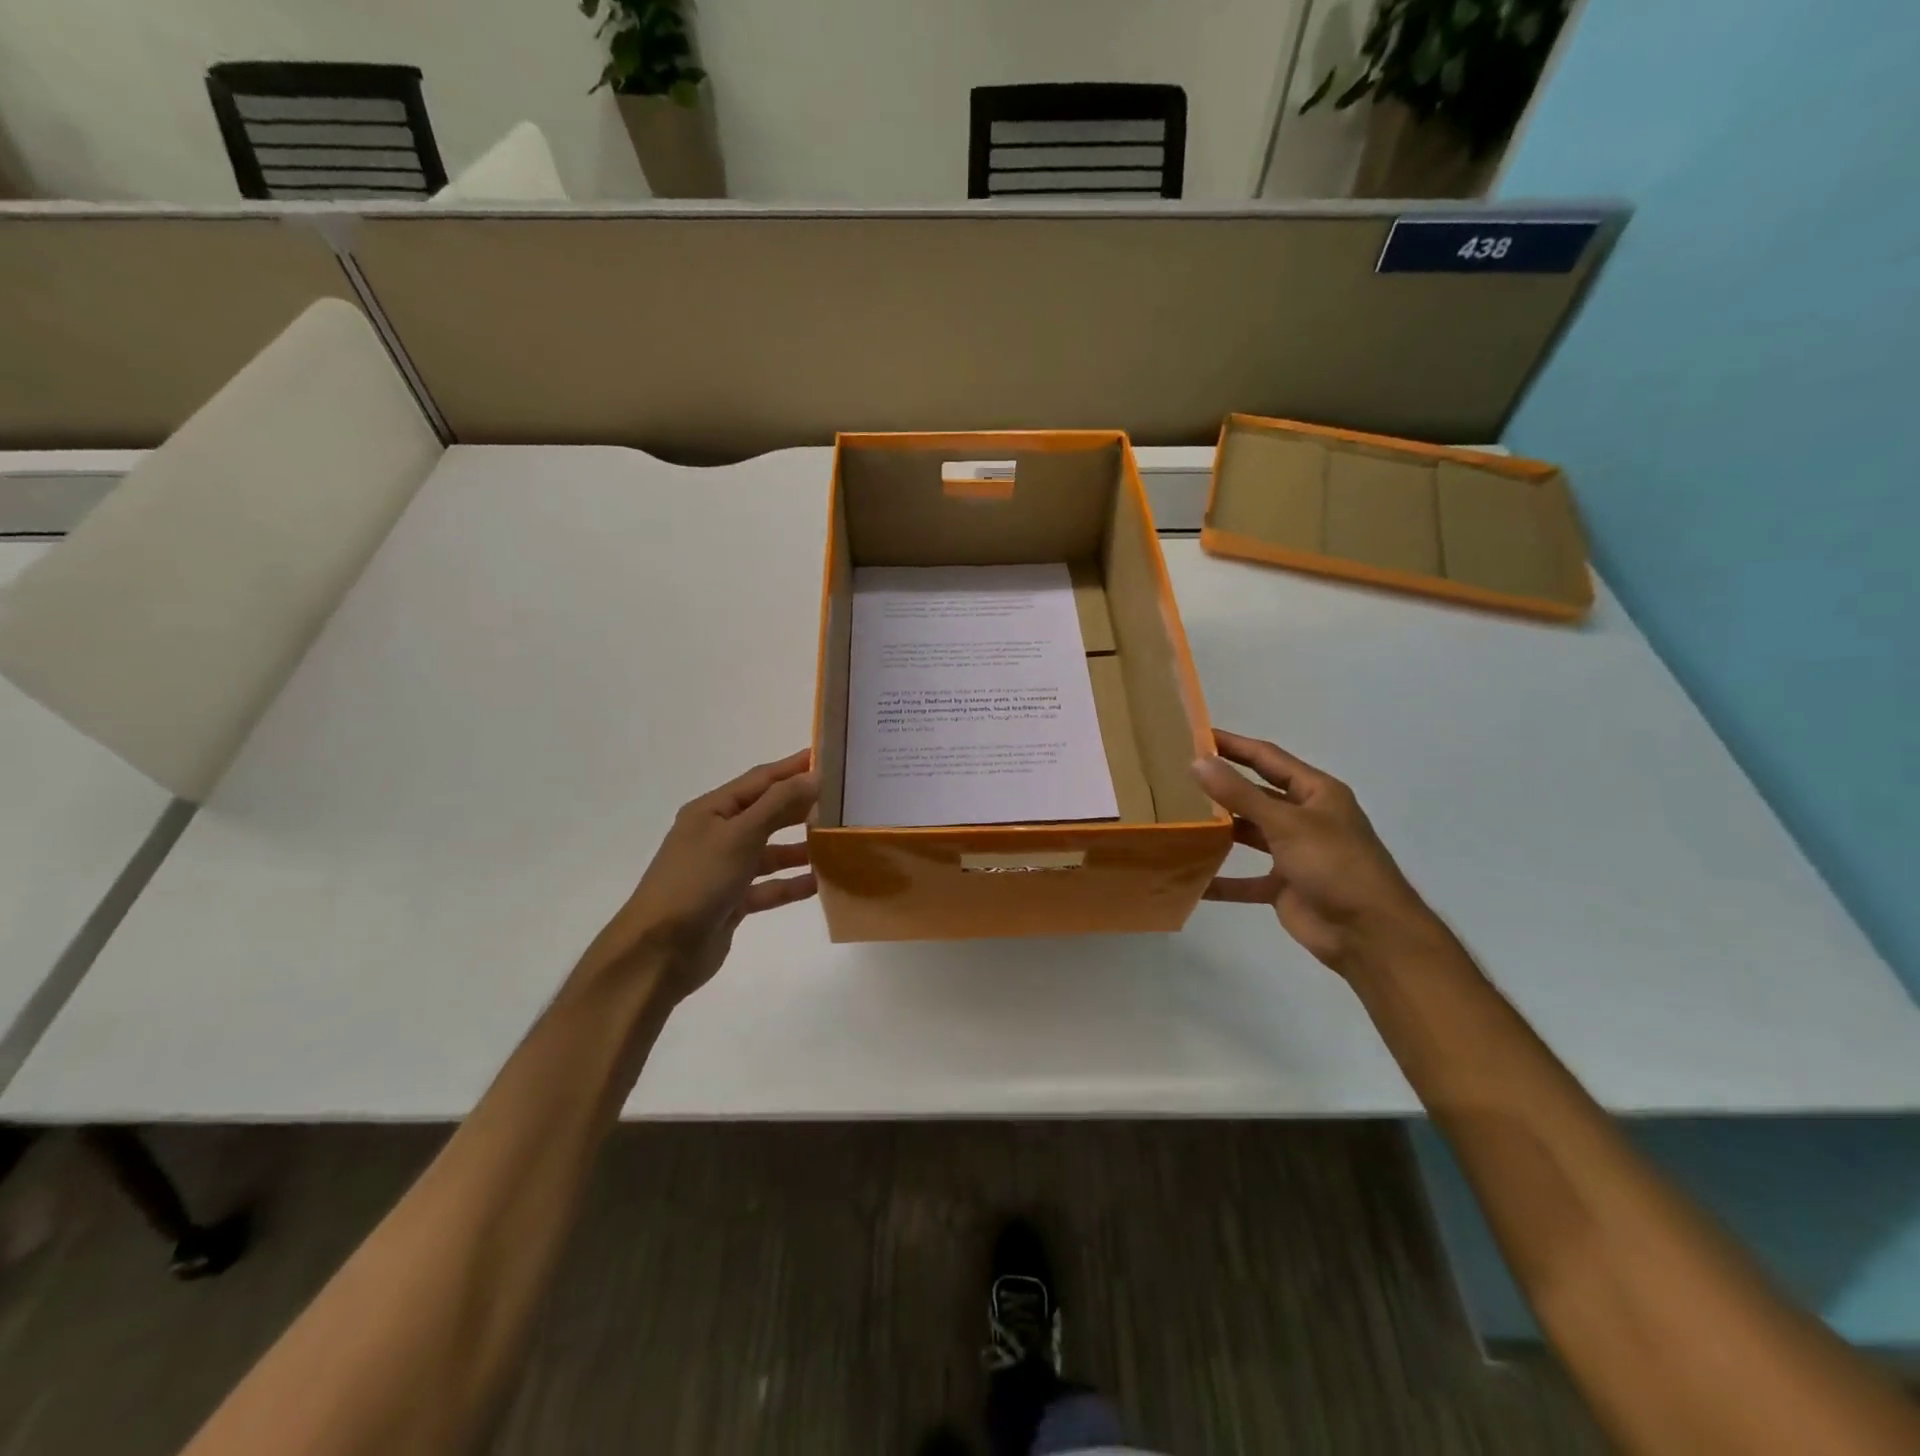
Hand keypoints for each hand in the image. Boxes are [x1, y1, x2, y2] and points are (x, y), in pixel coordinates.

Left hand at [582, 750, 818, 1003]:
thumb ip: (778, 805)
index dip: (793, 768)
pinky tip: (820, 883)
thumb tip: (814, 775)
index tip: (829, 758)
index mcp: (712, 810)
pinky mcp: (732, 902)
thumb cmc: (697, 882)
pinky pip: (769, 887)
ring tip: (837, 842)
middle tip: (842, 801)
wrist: (658, 951)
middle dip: (801, 807)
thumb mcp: (739, 836)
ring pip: (770, 852)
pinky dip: (792, 884)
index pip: (760, 780)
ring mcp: (724, 870)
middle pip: (767, 813)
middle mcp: (717, 835)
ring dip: (800, 847)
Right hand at [1191, 731, 1448, 977]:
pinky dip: (1222, 880)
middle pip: (1256, 794)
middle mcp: (1305, 817)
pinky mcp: (1284, 886)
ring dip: (1219, 830)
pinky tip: (1191, 878)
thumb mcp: (1286, 823)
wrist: (1369, 935)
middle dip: (1221, 786)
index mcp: (1316, 792)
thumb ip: (1240, 794)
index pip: (1267, 758)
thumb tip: (1198, 762)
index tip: (1195, 735)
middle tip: (1176, 776)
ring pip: (1249, 834)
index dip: (1233, 745)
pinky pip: (1246, 879)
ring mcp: (1294, 853)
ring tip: (1178, 819)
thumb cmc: (1335, 865)